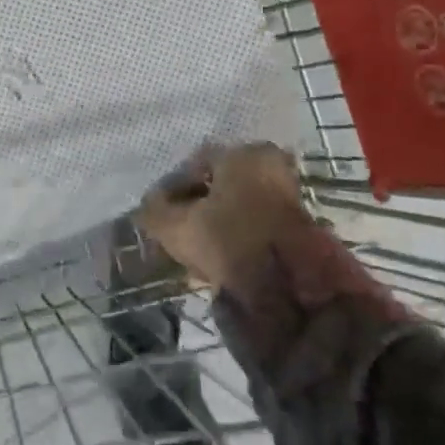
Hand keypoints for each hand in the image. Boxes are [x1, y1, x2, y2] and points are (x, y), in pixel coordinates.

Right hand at [134, 142, 313, 290]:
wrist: (292, 291)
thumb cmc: (230, 241)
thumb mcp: (178, 227)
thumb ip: (155, 212)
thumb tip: (147, 206)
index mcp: (244, 153)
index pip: (195, 163)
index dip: (171, 188)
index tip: (158, 212)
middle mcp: (270, 165)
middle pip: (218, 184)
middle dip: (195, 206)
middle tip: (175, 229)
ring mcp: (287, 195)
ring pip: (236, 205)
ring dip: (214, 223)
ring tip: (194, 249)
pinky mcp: (297, 227)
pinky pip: (253, 224)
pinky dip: (235, 236)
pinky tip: (218, 258)